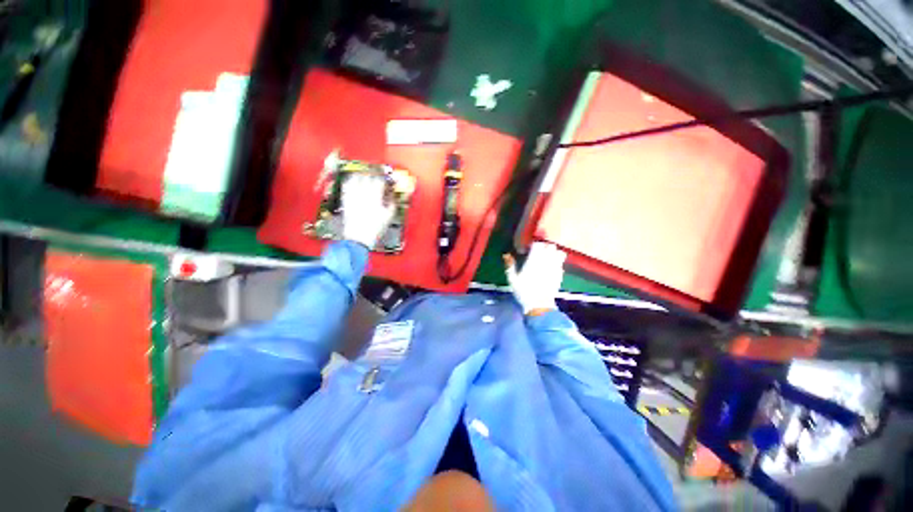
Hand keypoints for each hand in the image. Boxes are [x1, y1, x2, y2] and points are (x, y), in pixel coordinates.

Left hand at [341, 173, 394, 248]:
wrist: (359, 238)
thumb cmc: (374, 229)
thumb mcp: (388, 217)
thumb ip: (392, 204)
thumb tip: (392, 197)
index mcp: (375, 198)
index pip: (379, 181)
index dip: (383, 179)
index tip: (385, 181)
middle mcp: (363, 194)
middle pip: (367, 177)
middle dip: (372, 175)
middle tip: (376, 176)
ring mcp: (353, 197)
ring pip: (355, 179)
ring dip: (360, 175)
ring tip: (364, 175)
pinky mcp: (345, 201)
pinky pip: (346, 186)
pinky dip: (349, 182)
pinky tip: (352, 182)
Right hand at [505, 242, 566, 314]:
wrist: (539, 305)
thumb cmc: (524, 292)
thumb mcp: (512, 279)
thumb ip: (510, 265)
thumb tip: (506, 254)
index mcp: (534, 260)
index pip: (538, 244)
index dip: (534, 244)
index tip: (529, 249)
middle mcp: (546, 261)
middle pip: (550, 246)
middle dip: (545, 246)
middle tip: (539, 252)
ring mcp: (555, 267)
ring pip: (559, 252)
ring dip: (554, 252)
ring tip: (547, 257)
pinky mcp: (560, 274)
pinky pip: (561, 263)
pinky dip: (557, 262)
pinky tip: (551, 267)